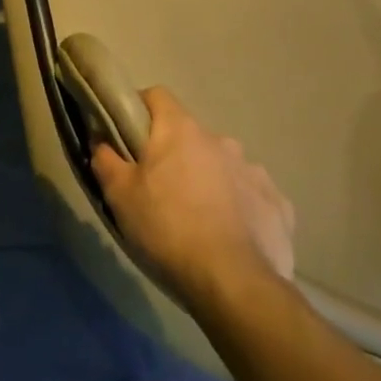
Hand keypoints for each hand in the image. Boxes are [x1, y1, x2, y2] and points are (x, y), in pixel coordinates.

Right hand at [91, 87, 295, 305]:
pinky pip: (250, 196)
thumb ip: (106, 160)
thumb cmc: (168, 230)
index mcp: (181, 130)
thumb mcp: (119, 196)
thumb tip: (102, 140)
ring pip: (221, 165)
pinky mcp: (278, 204)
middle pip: (190, 136)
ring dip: (207, 181)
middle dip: (174, 155)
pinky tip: (229, 236)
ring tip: (195, 219)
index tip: (128, 136)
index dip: (139, 110)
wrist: (235, 283)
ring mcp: (254, 171)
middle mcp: (221, 140)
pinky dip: (238, 208)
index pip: (157, 96)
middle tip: (158, 190)